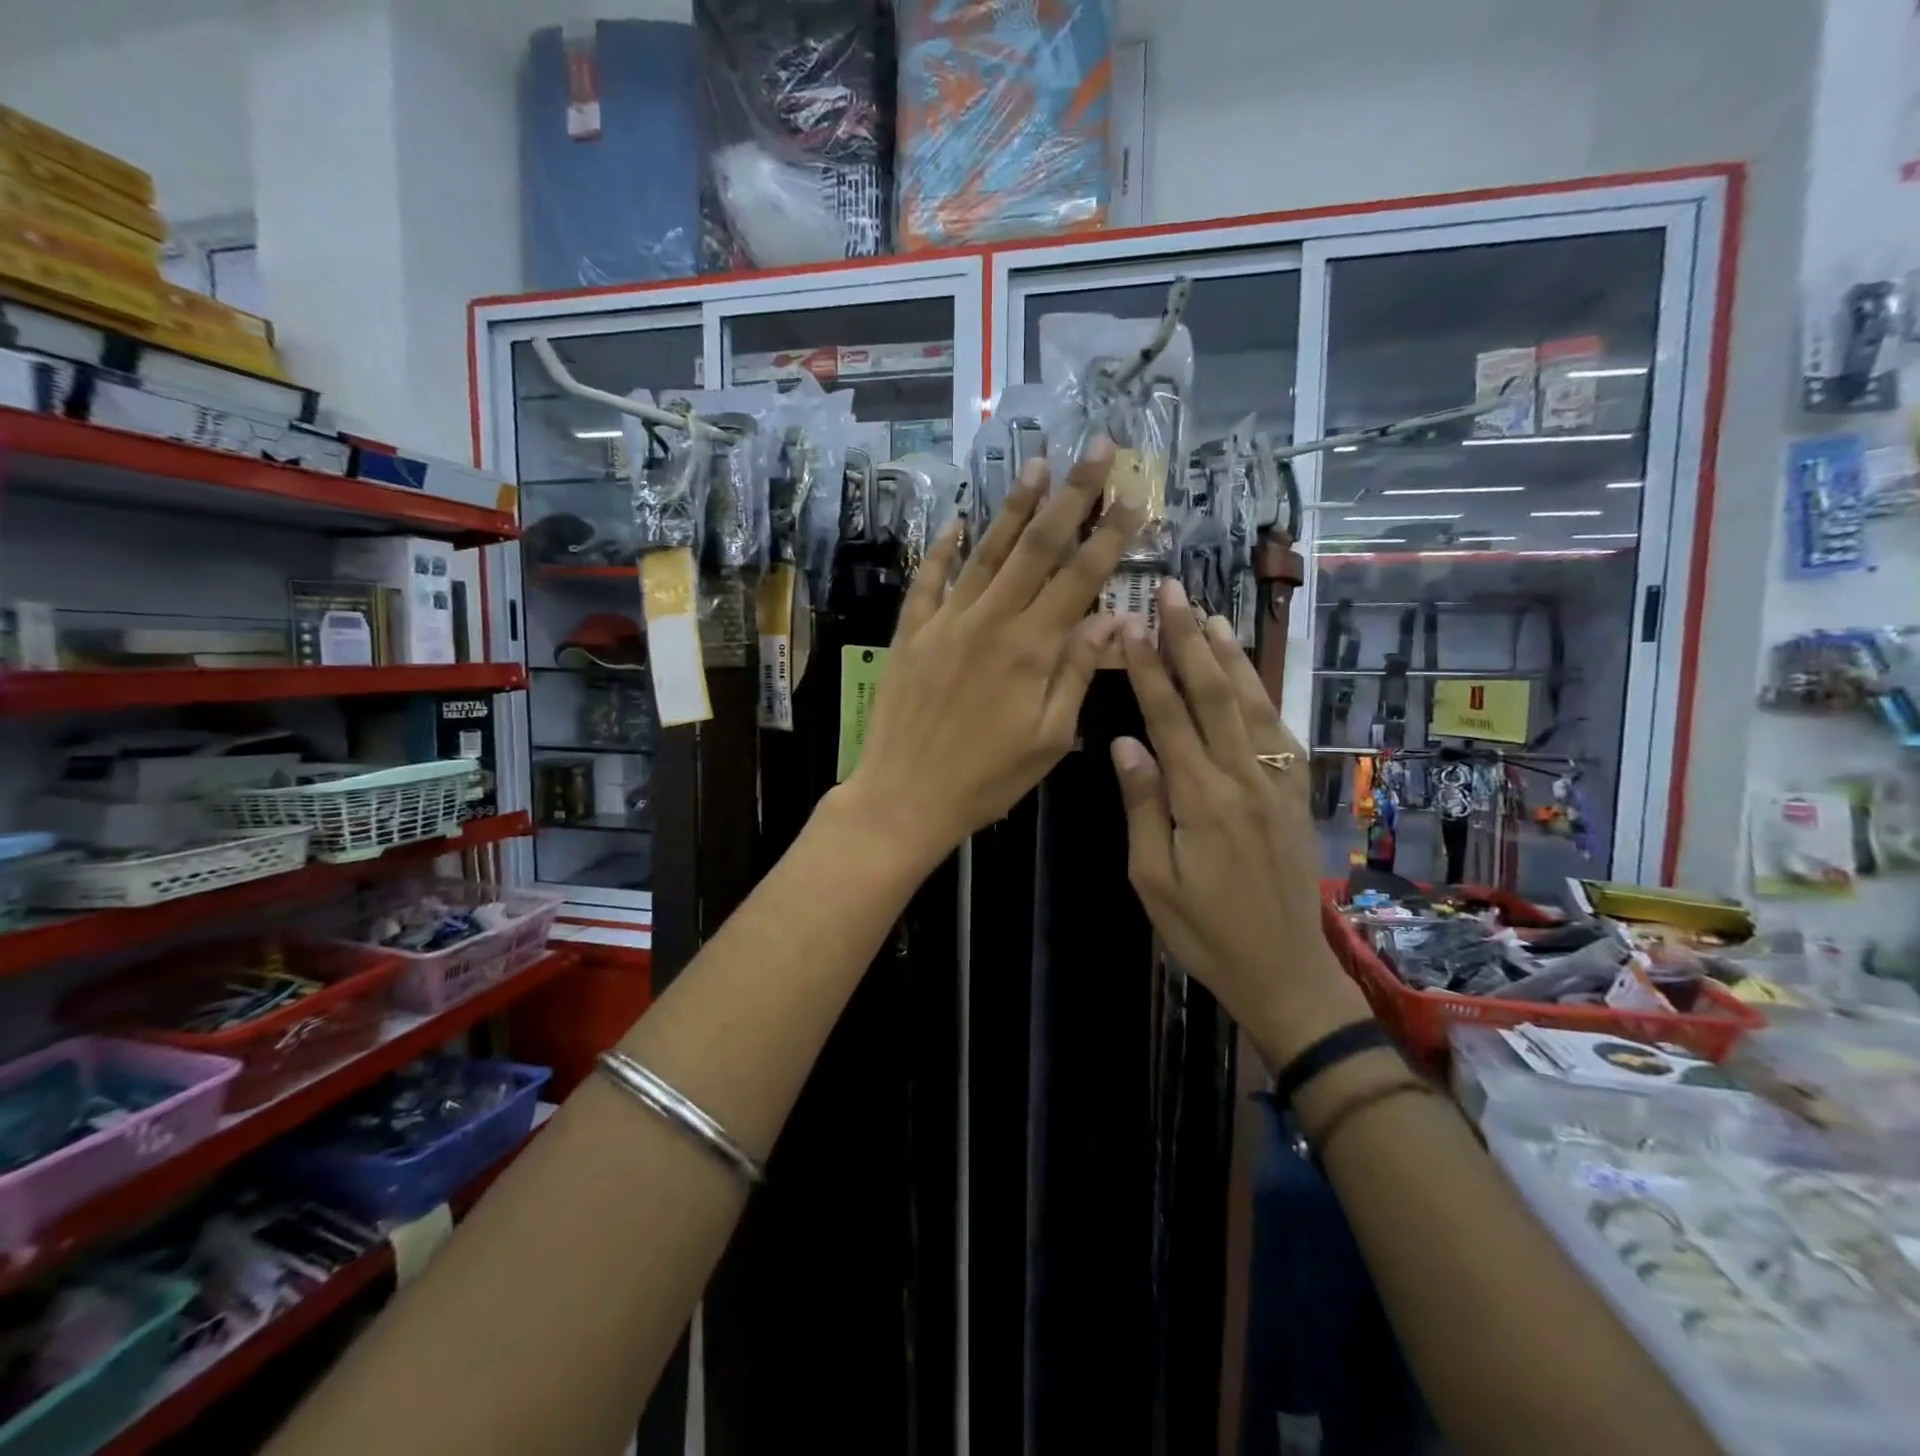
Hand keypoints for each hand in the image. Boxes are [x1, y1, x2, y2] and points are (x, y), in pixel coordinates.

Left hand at [839, 439, 1140, 870]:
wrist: (904, 796)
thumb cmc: (986, 779)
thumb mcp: (1049, 739)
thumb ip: (1078, 674)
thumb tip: (1113, 621)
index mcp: (1032, 648)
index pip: (1080, 577)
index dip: (1110, 534)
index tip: (1133, 493)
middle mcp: (991, 620)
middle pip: (1038, 547)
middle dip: (1072, 495)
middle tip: (1095, 448)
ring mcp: (947, 621)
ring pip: (987, 552)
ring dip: (1014, 506)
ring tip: (1038, 465)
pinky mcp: (912, 632)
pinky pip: (929, 580)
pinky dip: (943, 549)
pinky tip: (956, 522)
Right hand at [1112, 580, 1369, 1065]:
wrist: (1284, 970)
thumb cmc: (1204, 931)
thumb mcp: (1153, 879)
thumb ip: (1143, 806)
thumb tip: (1125, 743)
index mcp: (1201, 799)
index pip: (1170, 717)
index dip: (1150, 668)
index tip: (1133, 625)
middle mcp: (1243, 778)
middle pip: (1215, 695)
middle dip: (1189, 640)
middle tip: (1172, 592)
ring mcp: (1277, 782)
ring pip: (1252, 704)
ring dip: (1229, 655)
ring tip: (1207, 615)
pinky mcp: (1296, 793)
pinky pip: (1279, 731)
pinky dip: (1262, 692)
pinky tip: (1249, 672)